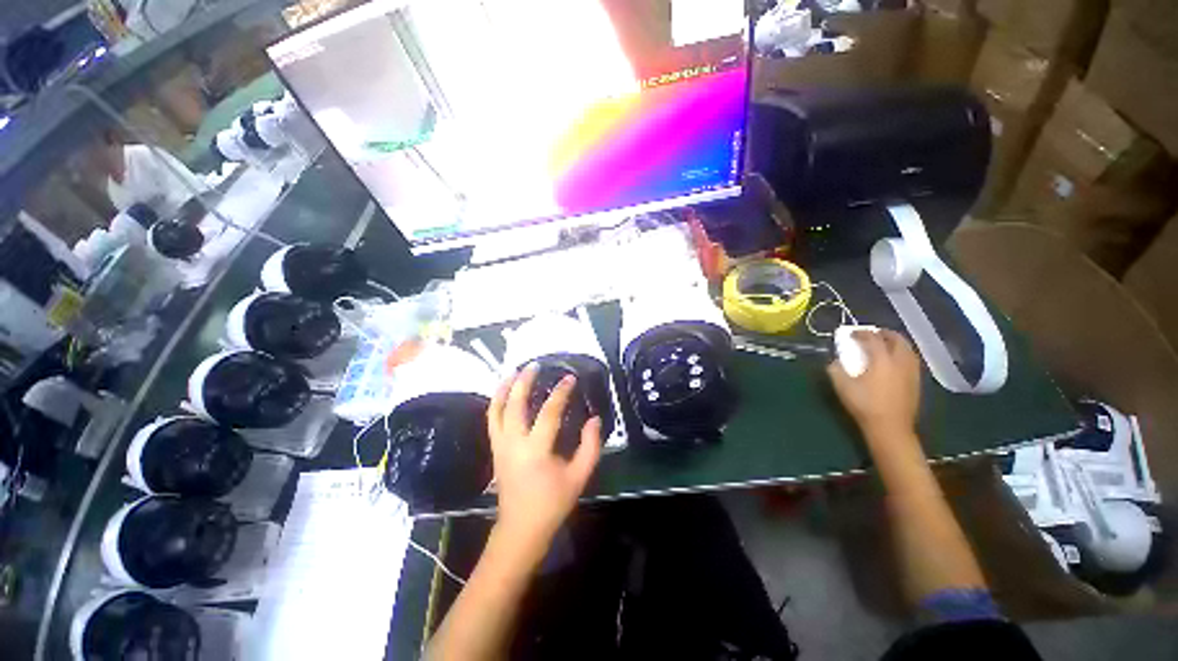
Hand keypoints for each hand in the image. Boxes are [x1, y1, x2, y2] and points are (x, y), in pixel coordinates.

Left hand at [487, 365, 601, 559]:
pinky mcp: (495, 449)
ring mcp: (500, 446)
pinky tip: (504, 392)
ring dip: (504, 388)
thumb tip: (594, 419)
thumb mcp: (579, 477)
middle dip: (523, 381)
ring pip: (496, 410)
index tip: (570, 378)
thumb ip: (591, 447)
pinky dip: (496, 402)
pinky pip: (492, 420)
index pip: (549, 412)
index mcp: (536, 450)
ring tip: (513, 371)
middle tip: (534, 365)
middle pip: (514, 404)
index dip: (561, 392)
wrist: (521, 528)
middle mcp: (514, 443)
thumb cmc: (552, 503)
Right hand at [828, 329, 920, 441]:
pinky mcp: (916, 381)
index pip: (873, 338)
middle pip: (897, 339)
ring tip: (883, 345)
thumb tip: (835, 361)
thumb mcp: (842, 386)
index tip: (851, 334)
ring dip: (895, 342)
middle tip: (872, 334)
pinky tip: (893, 361)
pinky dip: (901, 353)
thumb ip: (836, 369)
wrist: (890, 427)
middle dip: (884, 333)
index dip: (861, 333)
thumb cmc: (864, 404)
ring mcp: (911, 371)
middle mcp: (900, 361)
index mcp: (882, 359)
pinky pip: (911, 359)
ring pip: (907, 349)